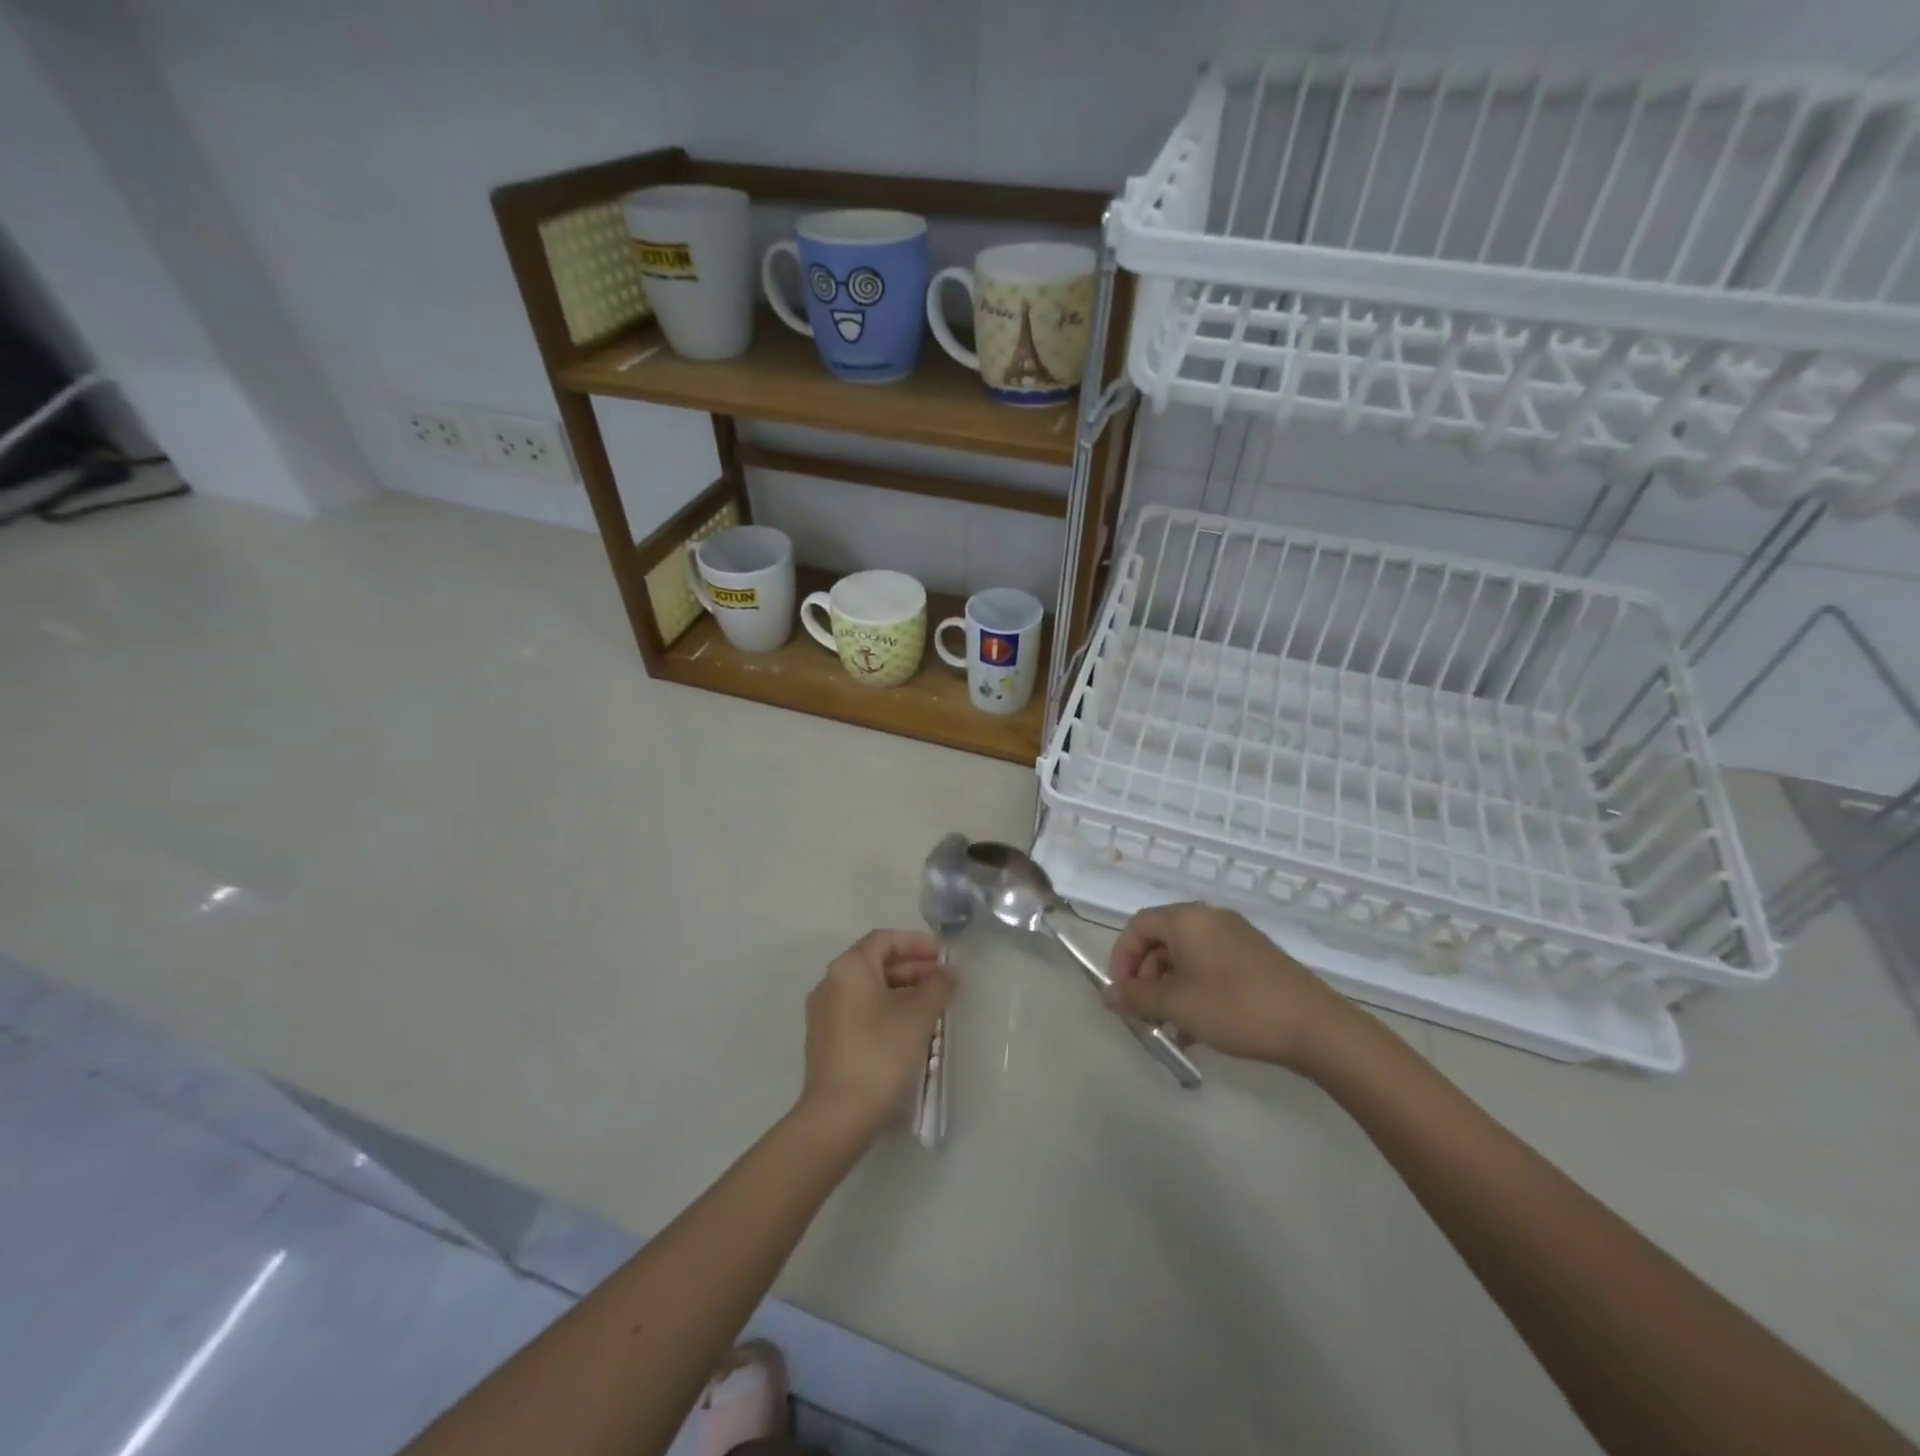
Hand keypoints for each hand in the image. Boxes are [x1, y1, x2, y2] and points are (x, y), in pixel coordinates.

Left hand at [799, 930, 955, 1140]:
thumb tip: (949, 971)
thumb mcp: (918, 1015)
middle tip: (943, 983)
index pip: (884, 939)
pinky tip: (910, 1031)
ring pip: (869, 991)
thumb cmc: (881, 1052)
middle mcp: (830, 984)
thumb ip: (937, 986)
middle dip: (912, 970)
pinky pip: (860, 1013)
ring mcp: (824, 1014)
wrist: (838, 1115)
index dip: (916, 943)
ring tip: (933, 1009)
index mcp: (848, 968)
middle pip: (875, 964)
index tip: (942, 955)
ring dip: (902, 993)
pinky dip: (886, 1012)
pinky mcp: (826, 1042)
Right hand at [1103, 903, 1354, 1072]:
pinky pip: (1210, 968)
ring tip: (1167, 1028)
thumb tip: (1107, 995)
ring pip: (1186, 958)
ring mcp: (1236, 938)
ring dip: (1169, 990)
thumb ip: (1137, 997)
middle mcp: (1210, 920)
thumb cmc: (1236, 1007)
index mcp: (1187, 919)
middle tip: (1143, 1014)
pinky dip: (1195, 992)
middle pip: (1161, 940)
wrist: (1315, 1027)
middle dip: (1145, 978)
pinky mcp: (1255, 960)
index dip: (1122, 958)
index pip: (1138, 926)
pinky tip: (1195, 1031)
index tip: (1121, 994)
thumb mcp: (1178, 1005)